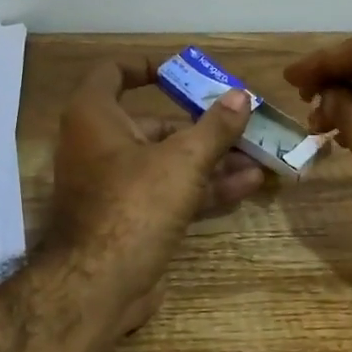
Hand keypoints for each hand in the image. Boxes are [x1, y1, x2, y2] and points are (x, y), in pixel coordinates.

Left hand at [45, 59, 265, 333]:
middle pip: (153, 124)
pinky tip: (246, 185)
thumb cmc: (135, 204)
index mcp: (94, 117)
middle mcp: (99, 146)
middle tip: (243, 124)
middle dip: (202, 125)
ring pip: (167, 163)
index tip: (181, 72)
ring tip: (258, 156)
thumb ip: (215, 127)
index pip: (112, 73)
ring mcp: (115, 187)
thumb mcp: (183, 160)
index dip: (146, 67)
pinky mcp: (131, 220)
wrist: (100, 284)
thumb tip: (242, 97)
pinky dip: (202, 188)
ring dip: (212, 159)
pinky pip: (169, 193)